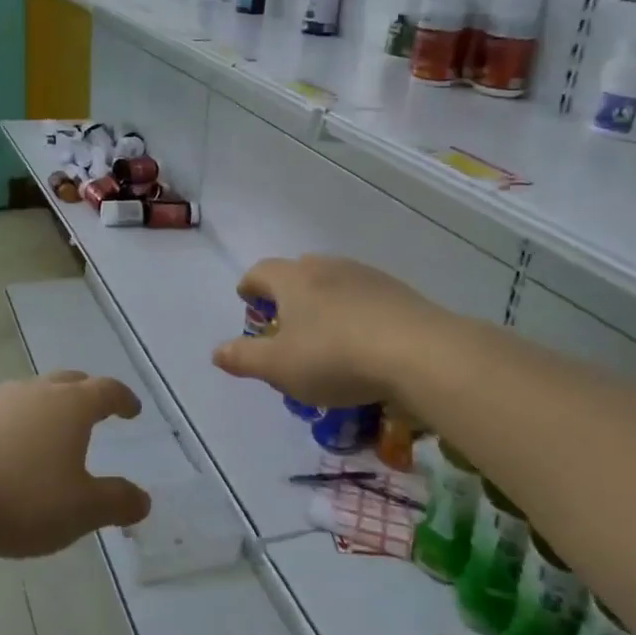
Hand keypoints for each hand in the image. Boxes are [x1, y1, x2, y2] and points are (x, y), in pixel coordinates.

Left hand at [0, 372, 151, 557]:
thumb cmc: (19, 497)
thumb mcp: (79, 510)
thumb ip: (115, 503)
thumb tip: (143, 500)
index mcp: (70, 406)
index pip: (107, 391)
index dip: (123, 399)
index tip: (133, 409)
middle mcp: (35, 392)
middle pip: (69, 382)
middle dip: (86, 393)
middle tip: (95, 410)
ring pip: (31, 394)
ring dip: (46, 408)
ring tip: (48, 434)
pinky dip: (12, 424)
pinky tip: (4, 451)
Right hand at [213, 255, 449, 406]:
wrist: (419, 352)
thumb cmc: (336, 358)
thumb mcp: (280, 367)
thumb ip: (244, 358)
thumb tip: (216, 351)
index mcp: (293, 280)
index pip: (261, 272)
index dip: (250, 286)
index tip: (247, 301)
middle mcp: (327, 267)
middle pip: (298, 270)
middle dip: (287, 291)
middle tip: (285, 319)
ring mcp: (366, 276)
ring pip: (334, 280)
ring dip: (323, 299)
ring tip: (324, 330)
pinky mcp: (398, 291)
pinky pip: (365, 295)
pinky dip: (355, 310)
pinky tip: (363, 338)